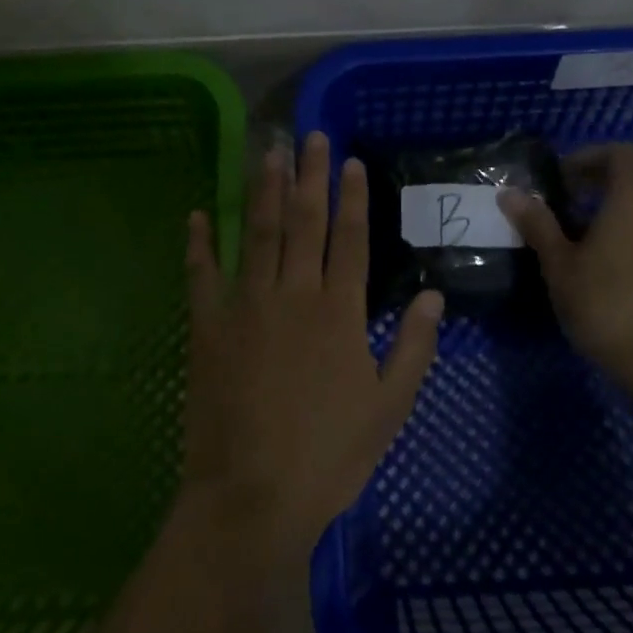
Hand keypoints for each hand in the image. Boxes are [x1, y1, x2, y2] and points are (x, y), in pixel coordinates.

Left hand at [182, 132, 442, 567]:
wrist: (252, 496)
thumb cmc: (329, 455)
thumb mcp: (389, 408)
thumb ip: (414, 347)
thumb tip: (434, 296)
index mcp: (339, 311)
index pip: (350, 238)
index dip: (351, 197)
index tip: (348, 161)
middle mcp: (294, 293)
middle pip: (303, 221)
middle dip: (308, 175)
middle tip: (309, 135)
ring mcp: (246, 305)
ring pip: (257, 233)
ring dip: (263, 190)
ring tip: (267, 153)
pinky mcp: (208, 326)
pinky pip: (202, 273)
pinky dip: (199, 242)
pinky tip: (199, 213)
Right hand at [498, 143, 632, 395]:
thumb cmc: (603, 302)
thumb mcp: (558, 262)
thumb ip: (536, 223)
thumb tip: (510, 193)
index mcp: (630, 204)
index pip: (622, 154)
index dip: (590, 155)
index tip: (560, 176)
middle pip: (623, 182)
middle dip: (585, 186)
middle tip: (550, 206)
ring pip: (627, 212)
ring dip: (594, 215)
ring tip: (558, 239)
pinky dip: (608, 237)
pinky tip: (581, 266)